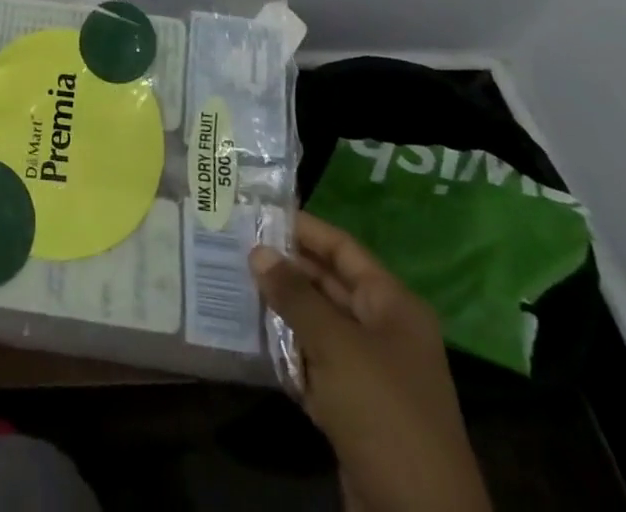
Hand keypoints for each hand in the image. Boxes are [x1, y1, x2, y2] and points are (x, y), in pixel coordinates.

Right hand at [250, 212, 489, 511]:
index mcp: (392, 305)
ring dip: (281, 310)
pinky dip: (286, 352)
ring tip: (233, 284)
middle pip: (328, 285)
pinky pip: (314, 364)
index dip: (303, 229)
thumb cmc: (383, 412)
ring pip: (318, 324)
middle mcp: (383, 330)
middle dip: (285, 268)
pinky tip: (250, 337)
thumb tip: (257, 251)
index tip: (257, 212)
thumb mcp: (336, 345)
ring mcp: (368, 372)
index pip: (342, 249)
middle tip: (234, 246)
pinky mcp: (352, 408)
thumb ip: (295, 295)